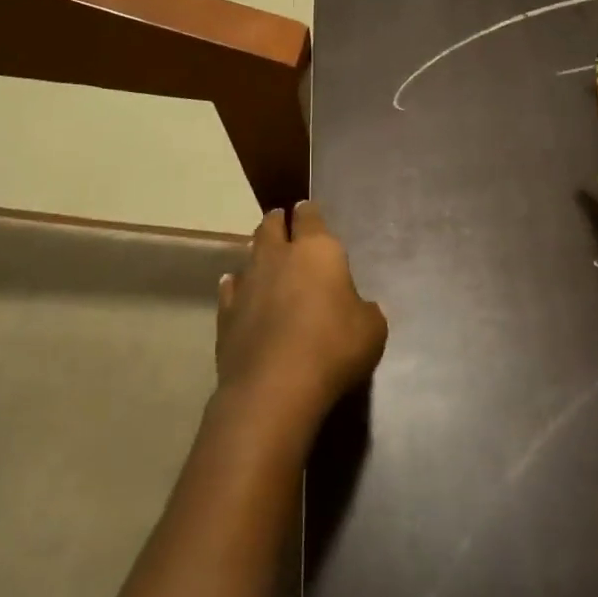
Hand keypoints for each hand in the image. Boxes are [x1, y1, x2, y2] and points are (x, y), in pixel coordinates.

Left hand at [215, 201, 387, 439]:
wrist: (274, 387)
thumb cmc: (333, 348)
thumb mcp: (372, 330)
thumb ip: (366, 311)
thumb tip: (361, 308)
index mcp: (318, 251)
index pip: (310, 217)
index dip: (309, 212)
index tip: (307, 209)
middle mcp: (278, 257)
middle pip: (271, 227)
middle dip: (277, 222)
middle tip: (281, 221)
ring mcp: (247, 283)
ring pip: (249, 255)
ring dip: (257, 253)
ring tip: (263, 256)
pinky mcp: (225, 314)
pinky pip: (231, 289)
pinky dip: (236, 286)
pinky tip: (237, 289)